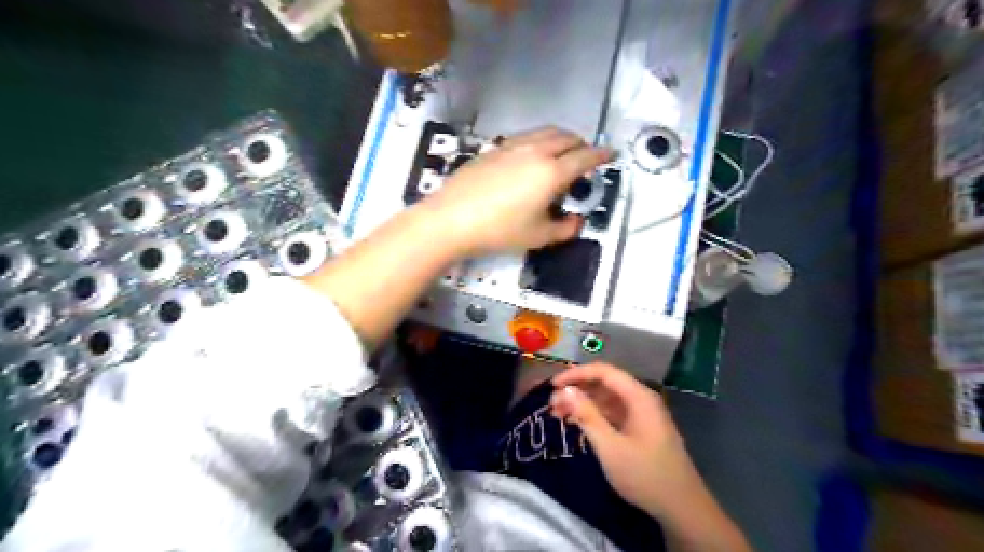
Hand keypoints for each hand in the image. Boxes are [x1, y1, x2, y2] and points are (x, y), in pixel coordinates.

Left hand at [425, 124, 613, 255]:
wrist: (452, 218)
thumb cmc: (500, 230)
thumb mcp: (538, 236)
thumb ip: (564, 229)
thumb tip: (577, 221)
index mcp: (552, 172)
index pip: (585, 157)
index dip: (601, 155)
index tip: (611, 153)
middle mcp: (535, 151)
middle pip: (566, 137)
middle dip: (581, 144)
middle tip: (584, 157)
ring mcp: (512, 146)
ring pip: (544, 132)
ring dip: (559, 139)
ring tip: (560, 153)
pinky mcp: (493, 148)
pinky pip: (525, 137)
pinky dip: (538, 141)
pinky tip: (529, 158)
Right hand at [551, 364, 703, 518]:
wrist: (683, 509)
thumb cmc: (645, 475)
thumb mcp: (610, 447)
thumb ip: (586, 415)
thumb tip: (565, 391)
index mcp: (638, 397)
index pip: (603, 371)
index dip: (576, 374)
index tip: (553, 386)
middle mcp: (641, 399)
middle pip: (604, 383)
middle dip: (577, 390)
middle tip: (552, 404)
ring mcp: (642, 413)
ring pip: (607, 398)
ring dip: (582, 403)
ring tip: (558, 414)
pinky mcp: (640, 427)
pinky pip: (613, 412)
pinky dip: (593, 415)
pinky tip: (576, 423)